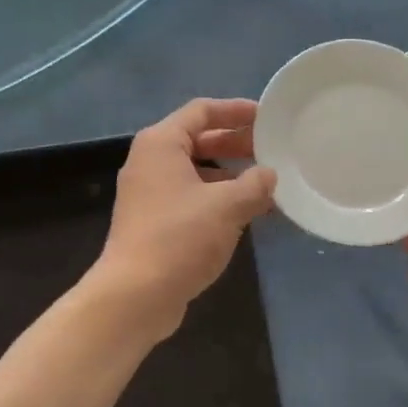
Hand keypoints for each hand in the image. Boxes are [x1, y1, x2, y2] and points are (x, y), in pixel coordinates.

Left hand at [94, 98, 277, 336]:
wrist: (135, 295)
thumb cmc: (180, 238)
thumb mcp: (227, 206)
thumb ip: (255, 184)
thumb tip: (269, 174)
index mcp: (161, 144)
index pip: (202, 111)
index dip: (236, 111)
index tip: (267, 118)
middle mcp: (150, 162)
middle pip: (198, 140)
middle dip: (236, 144)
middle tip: (272, 150)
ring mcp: (149, 194)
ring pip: (196, 172)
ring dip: (230, 175)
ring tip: (266, 183)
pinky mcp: (154, 223)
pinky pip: (192, 198)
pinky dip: (218, 199)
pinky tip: (247, 213)